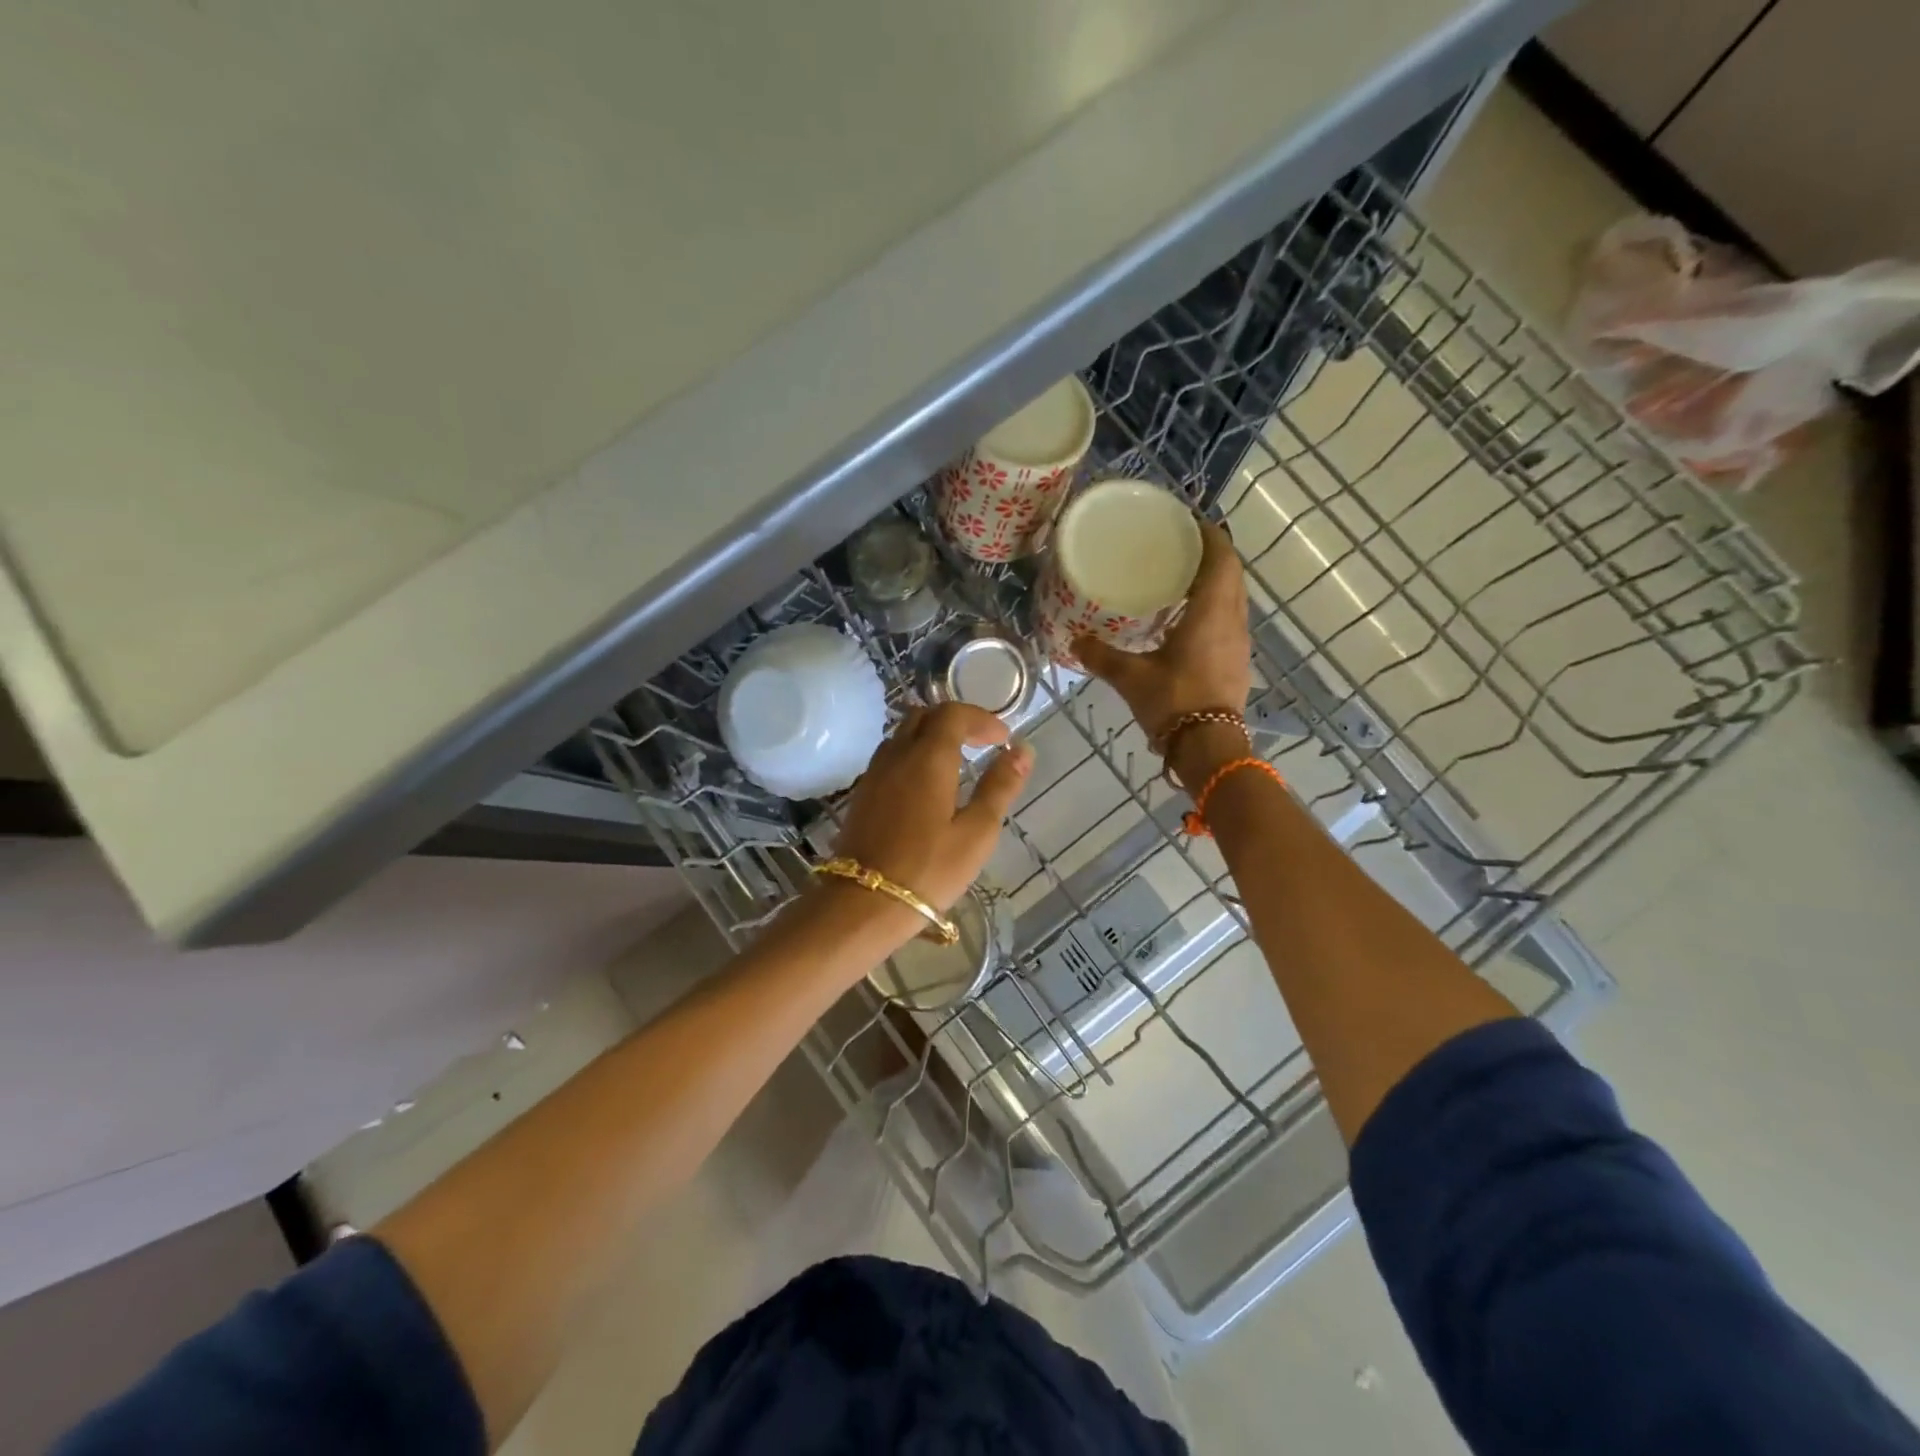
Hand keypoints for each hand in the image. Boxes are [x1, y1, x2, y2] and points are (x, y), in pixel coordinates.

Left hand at [828, 703, 1033, 939]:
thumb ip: (1000, 787)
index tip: (1003, 740)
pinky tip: (928, 785)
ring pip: (903, 734)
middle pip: (924, 716)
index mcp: (928, 758)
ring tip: (958, 762)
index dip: (981, 719)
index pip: (953, 714)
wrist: (863, 903)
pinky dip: (914, 755)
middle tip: (982, 744)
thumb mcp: (977, 832)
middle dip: (956, 721)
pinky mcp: (863, 794)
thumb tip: (1022, 751)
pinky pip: (891, 756)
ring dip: (932, 736)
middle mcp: (897, 755)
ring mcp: (874, 773)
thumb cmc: (929, 869)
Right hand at [1074, 519, 1251, 747]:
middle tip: (1177, 545)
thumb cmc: (1173, 703)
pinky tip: (1185, 619)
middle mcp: (1232, 621)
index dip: (1209, 534)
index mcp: (1212, 613)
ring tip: (1180, 577)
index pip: (1221, 558)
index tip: (1188, 520)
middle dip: (1210, 554)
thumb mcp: (1131, 677)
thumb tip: (1075, 641)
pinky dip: (1212, 607)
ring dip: (1214, 581)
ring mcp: (1238, 643)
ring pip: (1233, 598)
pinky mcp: (1236, 662)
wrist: (1209, 748)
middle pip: (1231, 574)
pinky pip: (1228, 620)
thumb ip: (1102, 656)